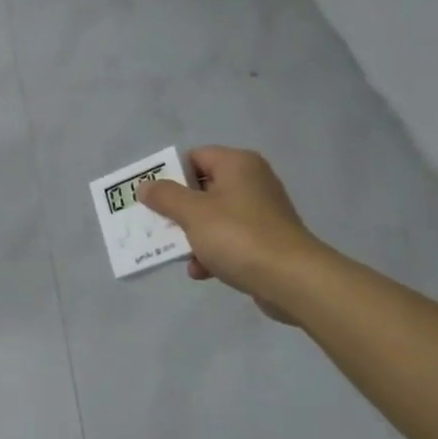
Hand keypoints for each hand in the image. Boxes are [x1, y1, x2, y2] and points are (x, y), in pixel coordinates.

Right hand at [138, 147, 322, 321]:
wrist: (293, 281)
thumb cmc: (239, 236)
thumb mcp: (193, 213)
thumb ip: (165, 197)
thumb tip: (145, 186)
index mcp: (237, 164)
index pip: (195, 157)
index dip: (170, 175)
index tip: (151, 197)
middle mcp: (252, 181)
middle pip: (202, 188)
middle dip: (178, 210)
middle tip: (156, 225)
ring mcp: (260, 212)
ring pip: (213, 217)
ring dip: (192, 235)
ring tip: (177, 254)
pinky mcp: (266, 240)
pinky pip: (229, 239)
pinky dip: (212, 252)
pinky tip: (201, 271)